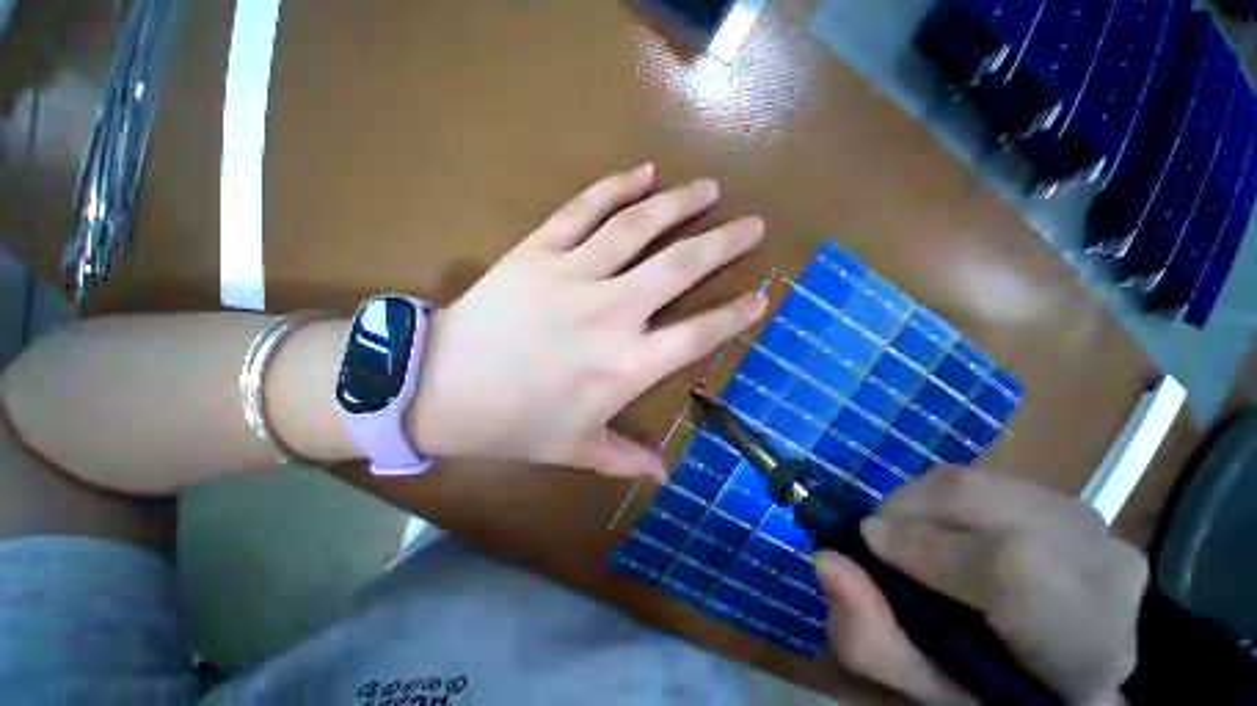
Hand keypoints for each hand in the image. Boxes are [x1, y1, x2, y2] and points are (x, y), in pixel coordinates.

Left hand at [410, 164, 766, 476]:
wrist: (441, 387)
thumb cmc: (513, 424)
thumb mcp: (574, 449)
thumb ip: (624, 460)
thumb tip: (664, 476)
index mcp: (626, 365)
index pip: (698, 334)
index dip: (733, 315)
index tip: (760, 296)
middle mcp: (611, 313)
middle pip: (680, 267)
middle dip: (722, 243)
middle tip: (752, 224)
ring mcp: (573, 275)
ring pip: (637, 227)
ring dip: (679, 204)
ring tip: (708, 189)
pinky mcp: (538, 251)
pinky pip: (582, 210)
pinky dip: (615, 187)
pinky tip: (642, 172)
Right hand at [816, 468, 1146, 705]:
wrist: (1053, 674)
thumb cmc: (984, 695)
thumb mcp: (922, 693)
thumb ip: (874, 643)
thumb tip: (826, 561)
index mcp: (1084, 648)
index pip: (1014, 571)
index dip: (927, 548)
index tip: (868, 544)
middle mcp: (1106, 573)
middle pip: (987, 504)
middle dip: (909, 512)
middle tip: (881, 541)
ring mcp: (1093, 527)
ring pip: (977, 482)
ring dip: (920, 504)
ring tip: (909, 539)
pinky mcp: (1067, 503)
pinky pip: (982, 478)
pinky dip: (940, 500)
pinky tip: (942, 532)